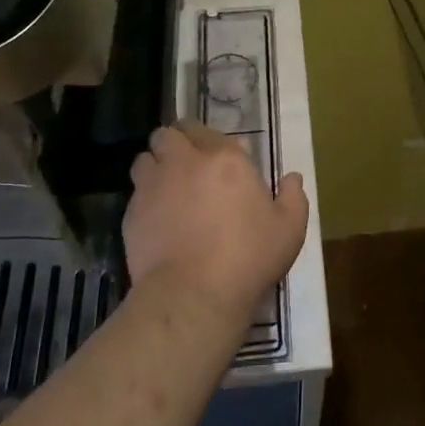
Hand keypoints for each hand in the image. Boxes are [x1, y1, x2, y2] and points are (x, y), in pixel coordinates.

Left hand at [123, 121, 308, 315]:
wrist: (194, 295)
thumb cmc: (248, 257)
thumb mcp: (290, 229)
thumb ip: (293, 197)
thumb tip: (292, 177)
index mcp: (225, 159)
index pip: (206, 130)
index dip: (207, 140)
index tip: (216, 158)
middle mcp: (185, 163)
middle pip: (168, 135)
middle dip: (175, 143)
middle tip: (187, 164)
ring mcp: (153, 187)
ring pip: (144, 159)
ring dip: (155, 167)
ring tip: (167, 188)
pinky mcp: (131, 214)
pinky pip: (135, 194)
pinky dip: (144, 200)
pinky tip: (157, 220)